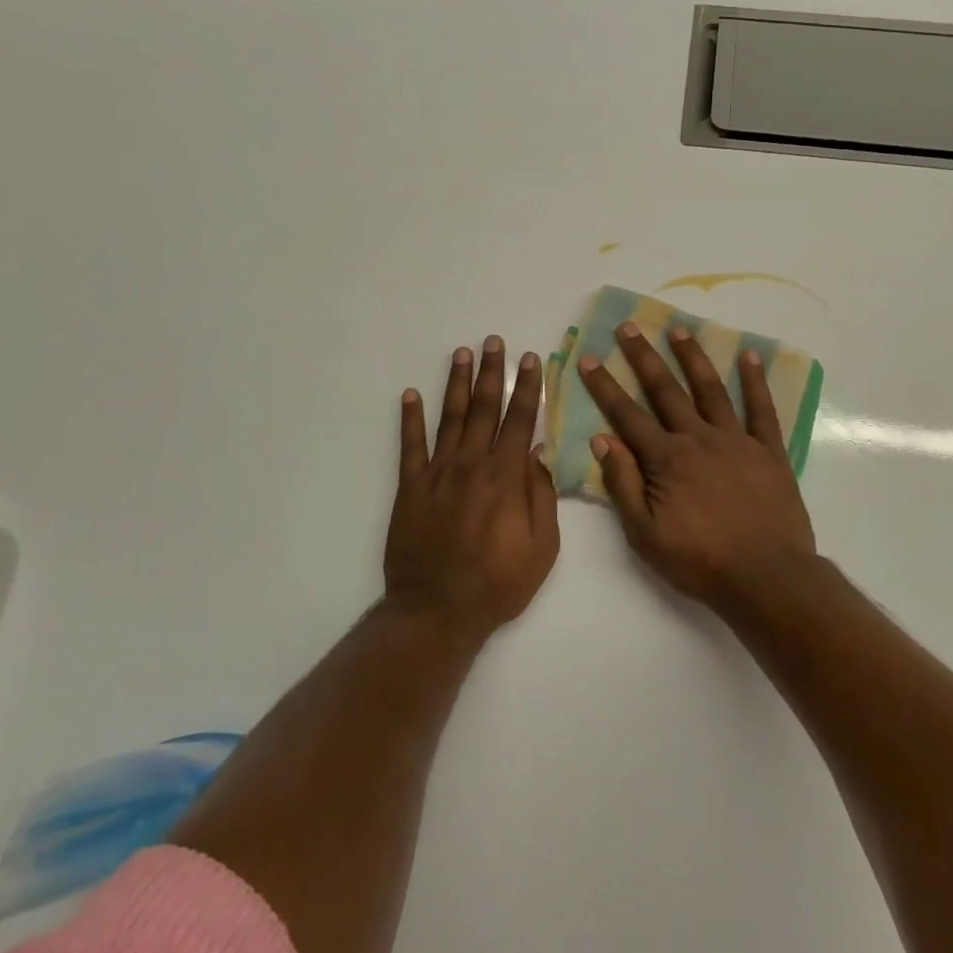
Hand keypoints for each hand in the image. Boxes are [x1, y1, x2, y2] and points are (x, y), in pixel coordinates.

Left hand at [384, 337, 560, 639]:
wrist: (437, 611)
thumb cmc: (498, 584)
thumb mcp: (542, 548)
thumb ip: (542, 497)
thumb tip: (537, 456)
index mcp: (505, 477)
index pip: (520, 420)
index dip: (527, 388)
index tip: (531, 359)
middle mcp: (471, 465)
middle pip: (484, 409)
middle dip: (492, 373)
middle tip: (494, 341)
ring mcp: (437, 473)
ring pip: (450, 418)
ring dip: (457, 384)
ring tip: (462, 354)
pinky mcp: (410, 488)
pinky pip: (410, 446)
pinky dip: (410, 419)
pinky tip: (410, 394)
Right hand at [578, 323, 815, 603]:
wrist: (767, 577)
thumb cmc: (700, 561)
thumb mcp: (645, 534)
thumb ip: (623, 485)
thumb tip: (602, 440)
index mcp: (666, 459)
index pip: (627, 415)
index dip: (605, 386)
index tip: (589, 358)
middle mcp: (698, 439)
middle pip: (665, 391)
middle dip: (643, 357)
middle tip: (628, 326)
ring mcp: (737, 441)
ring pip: (710, 390)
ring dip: (692, 358)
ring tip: (678, 330)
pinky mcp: (769, 451)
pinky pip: (761, 410)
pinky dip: (755, 382)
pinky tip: (749, 357)